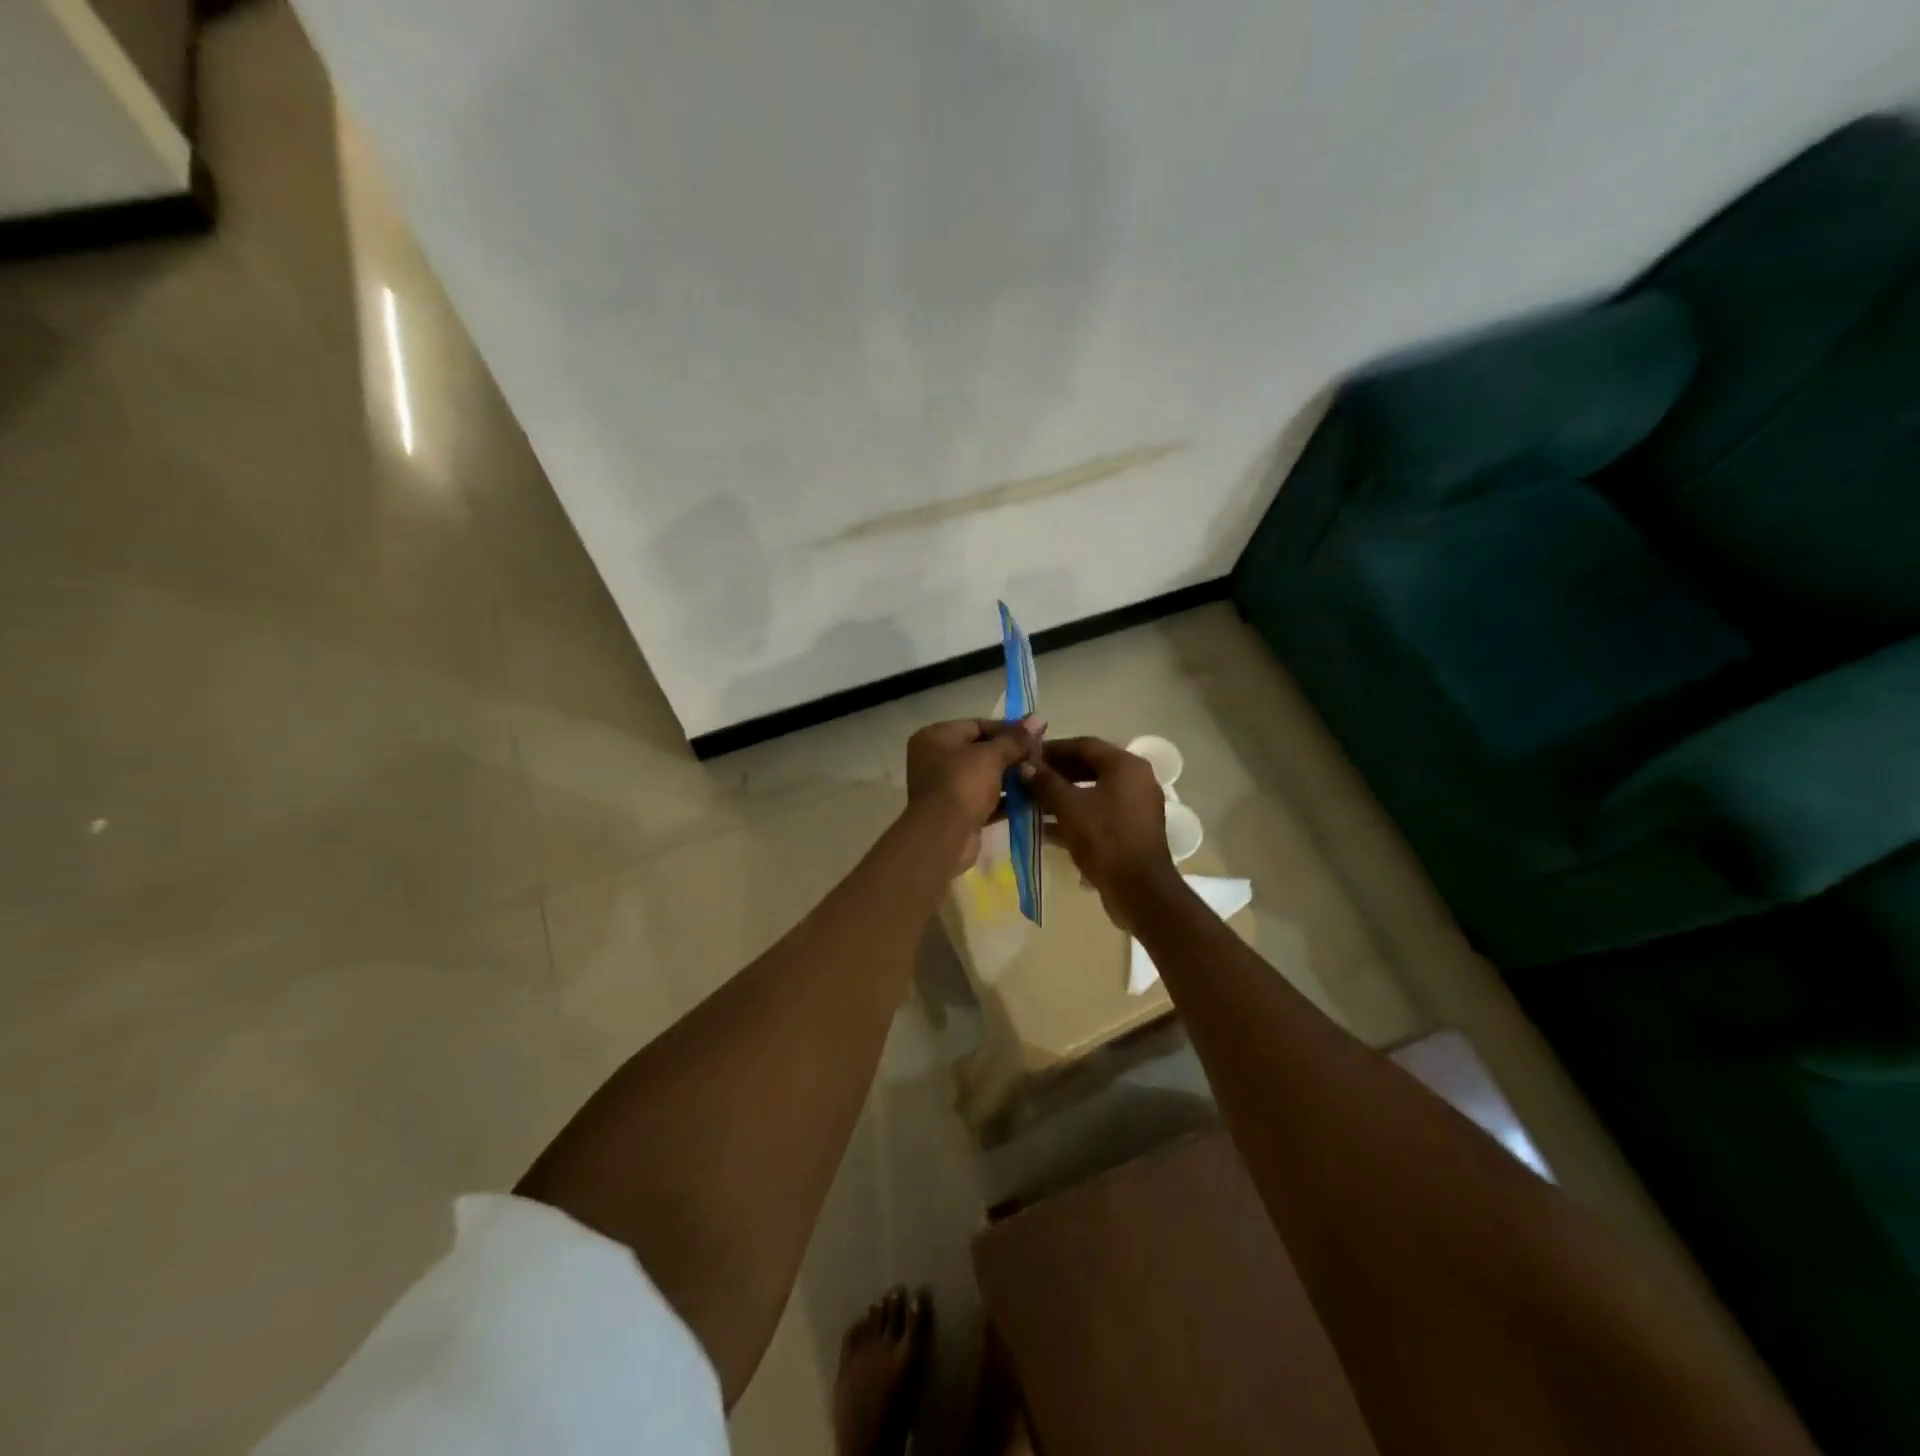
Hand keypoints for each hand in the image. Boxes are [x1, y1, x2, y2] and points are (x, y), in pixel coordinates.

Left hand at [905, 717, 1043, 872]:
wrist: (943, 835)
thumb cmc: (963, 784)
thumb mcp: (991, 756)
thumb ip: (1016, 739)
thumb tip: (1039, 718)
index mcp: (935, 737)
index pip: (977, 725)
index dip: (1009, 728)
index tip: (1036, 733)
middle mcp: (936, 759)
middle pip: (981, 750)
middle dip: (1011, 754)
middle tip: (1040, 756)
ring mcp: (945, 787)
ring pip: (984, 776)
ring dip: (1011, 777)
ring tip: (1040, 775)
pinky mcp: (957, 811)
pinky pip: (985, 799)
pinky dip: (1005, 799)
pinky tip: (1032, 798)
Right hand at [1019, 736, 1179, 926]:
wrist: (1139, 889)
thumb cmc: (1104, 839)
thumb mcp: (1069, 807)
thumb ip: (1045, 782)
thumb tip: (1024, 766)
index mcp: (1126, 765)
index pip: (1084, 745)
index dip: (1053, 749)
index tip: (1027, 755)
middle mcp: (1136, 779)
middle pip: (1090, 767)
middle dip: (1057, 773)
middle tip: (1027, 779)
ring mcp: (1136, 805)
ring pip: (1093, 791)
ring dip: (1063, 795)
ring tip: (1032, 802)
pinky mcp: (1132, 829)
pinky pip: (1099, 812)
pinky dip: (1076, 815)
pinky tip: (1047, 827)